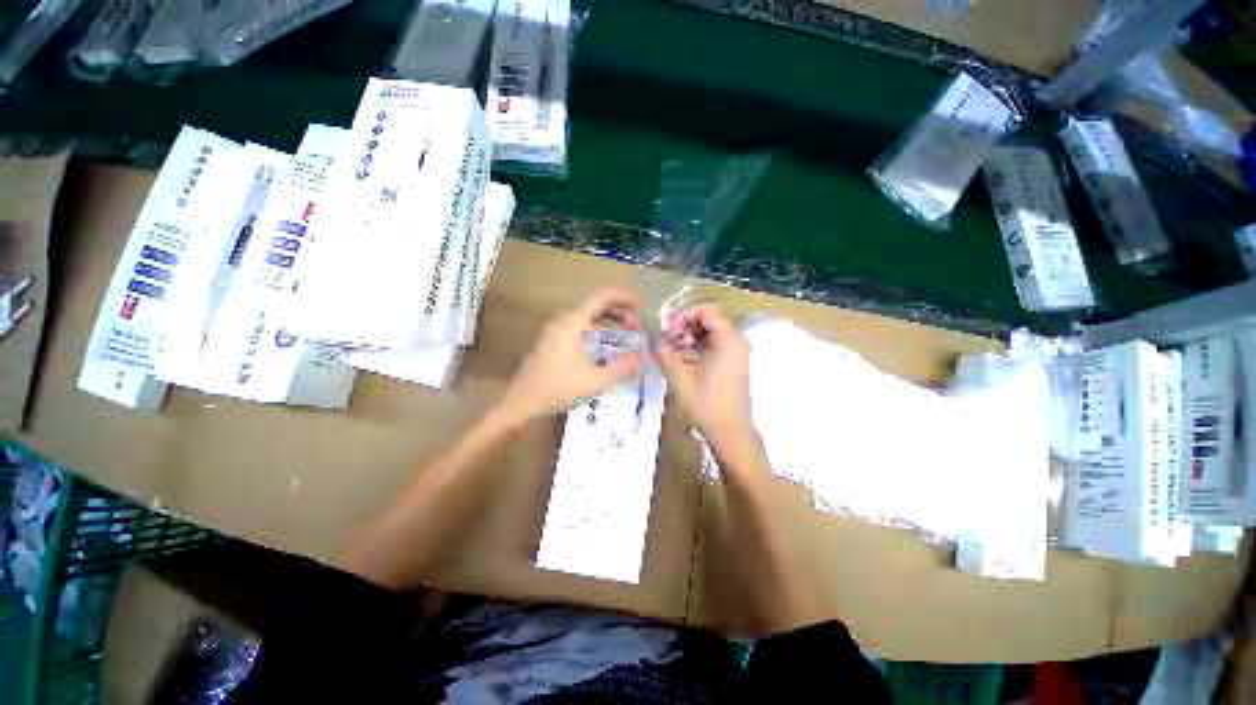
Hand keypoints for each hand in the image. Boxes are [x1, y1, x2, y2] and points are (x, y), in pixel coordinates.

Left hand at [498, 289, 644, 423]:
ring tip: (626, 333)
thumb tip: (644, 357)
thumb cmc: (558, 388)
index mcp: (573, 322)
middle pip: (596, 305)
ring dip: (609, 320)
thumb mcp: (596, 380)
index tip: (642, 304)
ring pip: (587, 316)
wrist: (522, 402)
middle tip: (637, 327)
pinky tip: (605, 345)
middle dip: (620, 312)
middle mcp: (564, 320)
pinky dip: (597, 329)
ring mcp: (556, 330)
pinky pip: (580, 326)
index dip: (624, 297)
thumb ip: (623, 367)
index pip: (602, 297)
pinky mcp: (553, 341)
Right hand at [656, 304, 757, 456]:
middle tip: (669, 341)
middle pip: (709, 319)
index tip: (670, 331)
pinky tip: (684, 360)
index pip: (706, 310)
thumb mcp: (680, 378)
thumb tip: (655, 341)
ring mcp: (737, 353)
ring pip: (711, 332)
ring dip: (690, 337)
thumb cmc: (707, 405)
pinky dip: (698, 346)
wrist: (731, 433)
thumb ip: (665, 353)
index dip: (685, 315)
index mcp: (728, 340)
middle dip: (686, 325)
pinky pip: (715, 345)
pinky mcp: (733, 364)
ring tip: (674, 351)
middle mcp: (737, 341)